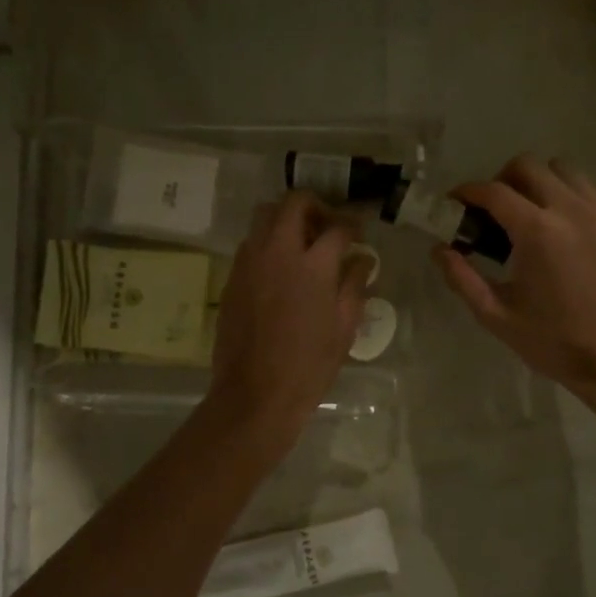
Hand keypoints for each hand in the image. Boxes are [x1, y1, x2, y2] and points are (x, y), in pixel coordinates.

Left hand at [206, 192, 368, 449]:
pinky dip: (267, 243)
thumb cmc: (309, 366)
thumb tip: (362, 258)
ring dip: (286, 220)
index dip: (353, 226)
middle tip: (328, 226)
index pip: (337, 227)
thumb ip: (354, 285)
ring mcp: (250, 262)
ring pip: (265, 217)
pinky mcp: (232, 277)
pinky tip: (280, 269)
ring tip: (302, 244)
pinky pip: (250, 244)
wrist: (256, 393)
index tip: (358, 234)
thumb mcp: (344, 327)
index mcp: (313, 265)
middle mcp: (277, 252)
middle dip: (315, 206)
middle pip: (293, 203)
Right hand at [435, 155, 595, 419]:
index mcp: (537, 231)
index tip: (454, 204)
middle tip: (492, 212)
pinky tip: (561, 230)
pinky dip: (568, 196)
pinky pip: (589, 190)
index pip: (493, 191)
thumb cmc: (555, 342)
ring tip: (529, 215)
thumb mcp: (497, 316)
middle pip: (528, 166)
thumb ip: (462, 278)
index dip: (467, 193)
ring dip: (538, 183)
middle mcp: (570, 209)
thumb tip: (439, 250)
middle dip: (501, 181)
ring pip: (563, 170)